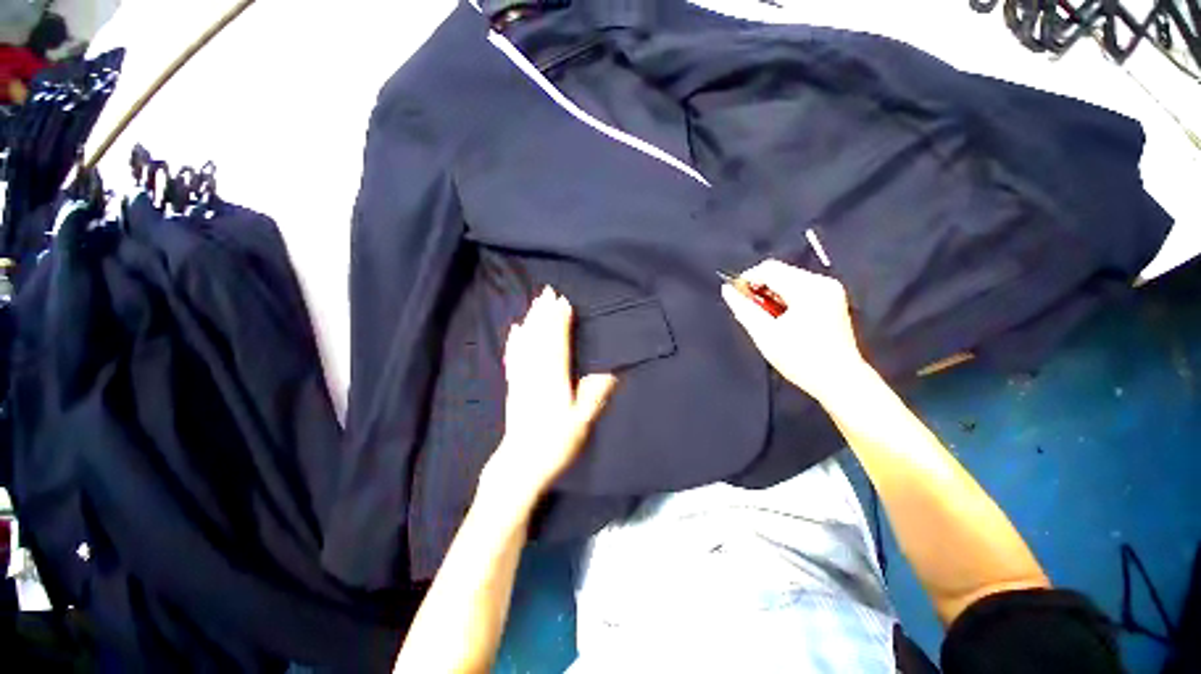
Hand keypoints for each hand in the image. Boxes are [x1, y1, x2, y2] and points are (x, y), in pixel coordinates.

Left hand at [484, 287, 617, 501]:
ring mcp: (521, 379)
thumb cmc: (555, 444)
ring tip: (534, 303)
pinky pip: (514, 357)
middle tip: (547, 292)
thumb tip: (612, 371)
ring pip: (526, 344)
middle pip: (540, 339)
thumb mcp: (582, 423)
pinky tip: (515, 329)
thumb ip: (595, 395)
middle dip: (544, 314)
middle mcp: (536, 375)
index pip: (558, 346)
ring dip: (531, 321)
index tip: (564, 303)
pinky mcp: (513, 385)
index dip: (560, 323)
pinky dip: (515, 341)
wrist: (520, 465)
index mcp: (554, 382)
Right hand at [721, 259, 871, 403]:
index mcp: (807, 289)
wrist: (840, 381)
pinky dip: (785, 298)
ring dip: (772, 293)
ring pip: (789, 279)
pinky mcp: (833, 299)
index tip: (736, 297)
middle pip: (780, 272)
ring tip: (764, 316)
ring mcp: (830, 290)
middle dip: (760, 287)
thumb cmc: (801, 359)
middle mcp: (822, 282)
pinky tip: (780, 316)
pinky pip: (801, 288)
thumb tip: (727, 290)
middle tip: (749, 309)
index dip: (747, 279)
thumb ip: (743, 308)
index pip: (769, 268)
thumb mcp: (765, 334)